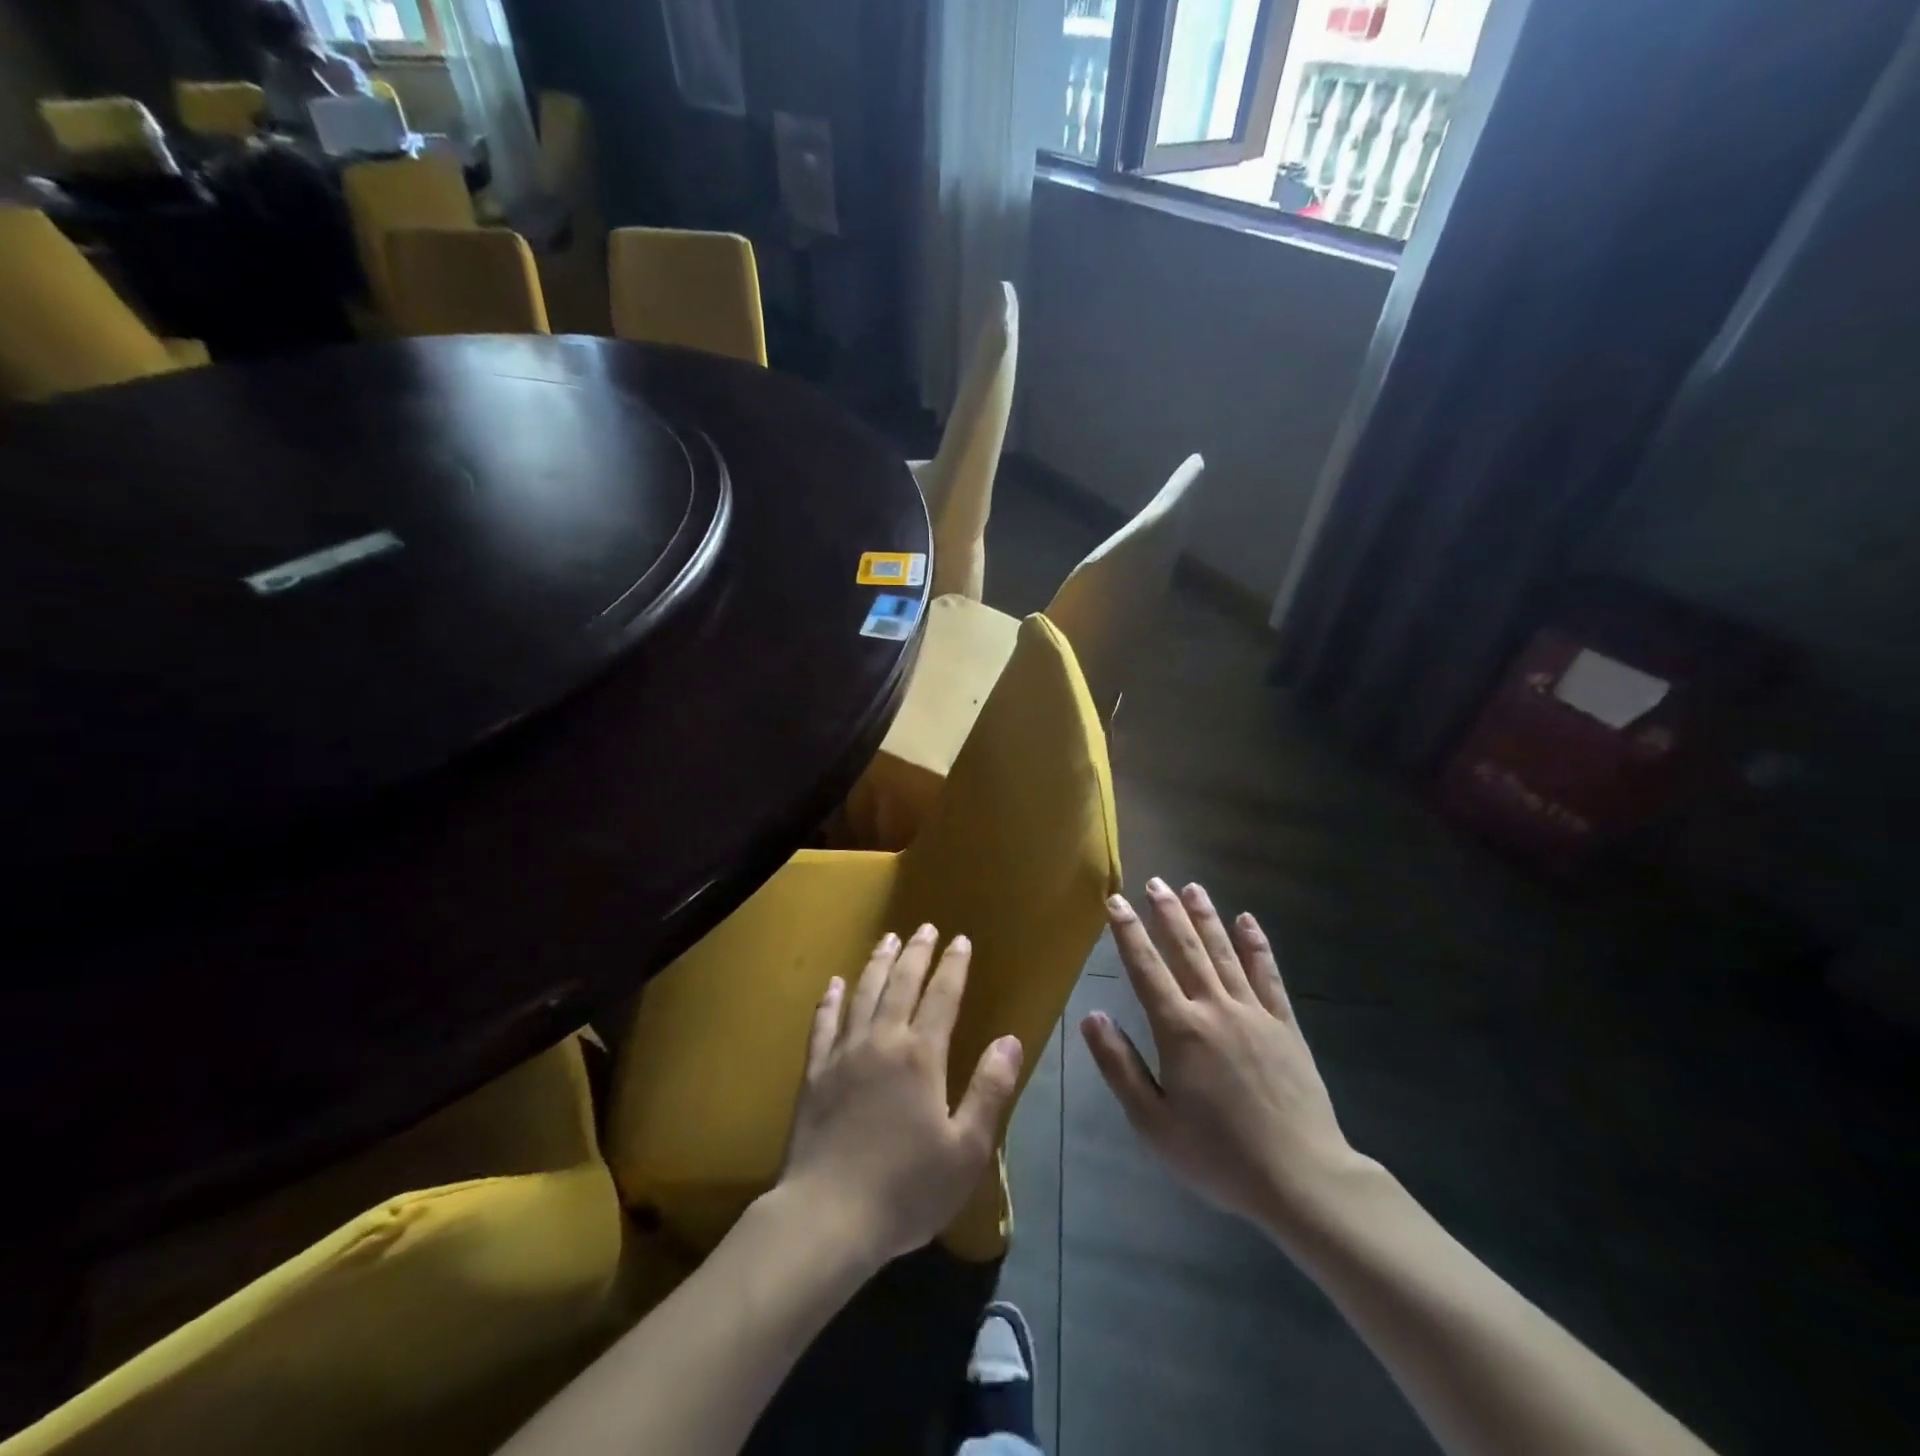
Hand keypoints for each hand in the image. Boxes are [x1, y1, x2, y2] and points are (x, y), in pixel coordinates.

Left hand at [778, 924, 1022, 1267]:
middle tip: (925, 927)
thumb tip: (1009, 1039)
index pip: (942, 996)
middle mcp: (882, 1041)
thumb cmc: (906, 1188)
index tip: (961, 940)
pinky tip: (834, 984)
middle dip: (917, 952)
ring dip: (878, 963)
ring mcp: (844, 1053)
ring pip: (863, 993)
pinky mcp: (814, 1072)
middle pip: (902, 984)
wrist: (827, 1217)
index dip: (953, 966)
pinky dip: (830, 1000)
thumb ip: (989, 1089)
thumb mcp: (966, 1148)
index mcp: (921, 1056)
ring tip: (887, 939)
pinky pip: (823, 1024)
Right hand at [1081, 879, 1375, 1237]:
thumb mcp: (1152, 1123)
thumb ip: (1119, 1066)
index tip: (1115, 902)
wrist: (1301, 1180)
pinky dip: (1257, 946)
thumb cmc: (1218, 1156)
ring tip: (1192, 888)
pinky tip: (1248, 921)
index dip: (1128, 933)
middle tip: (1154, 882)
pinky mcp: (1286, 1026)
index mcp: (1180, 1030)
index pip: (1146, 969)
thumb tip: (1092, 1016)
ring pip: (1225, 953)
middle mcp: (1215, 1009)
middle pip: (1187, 950)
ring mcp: (1254, 1013)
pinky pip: (1269, 975)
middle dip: (1167, 913)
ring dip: (1207, 918)